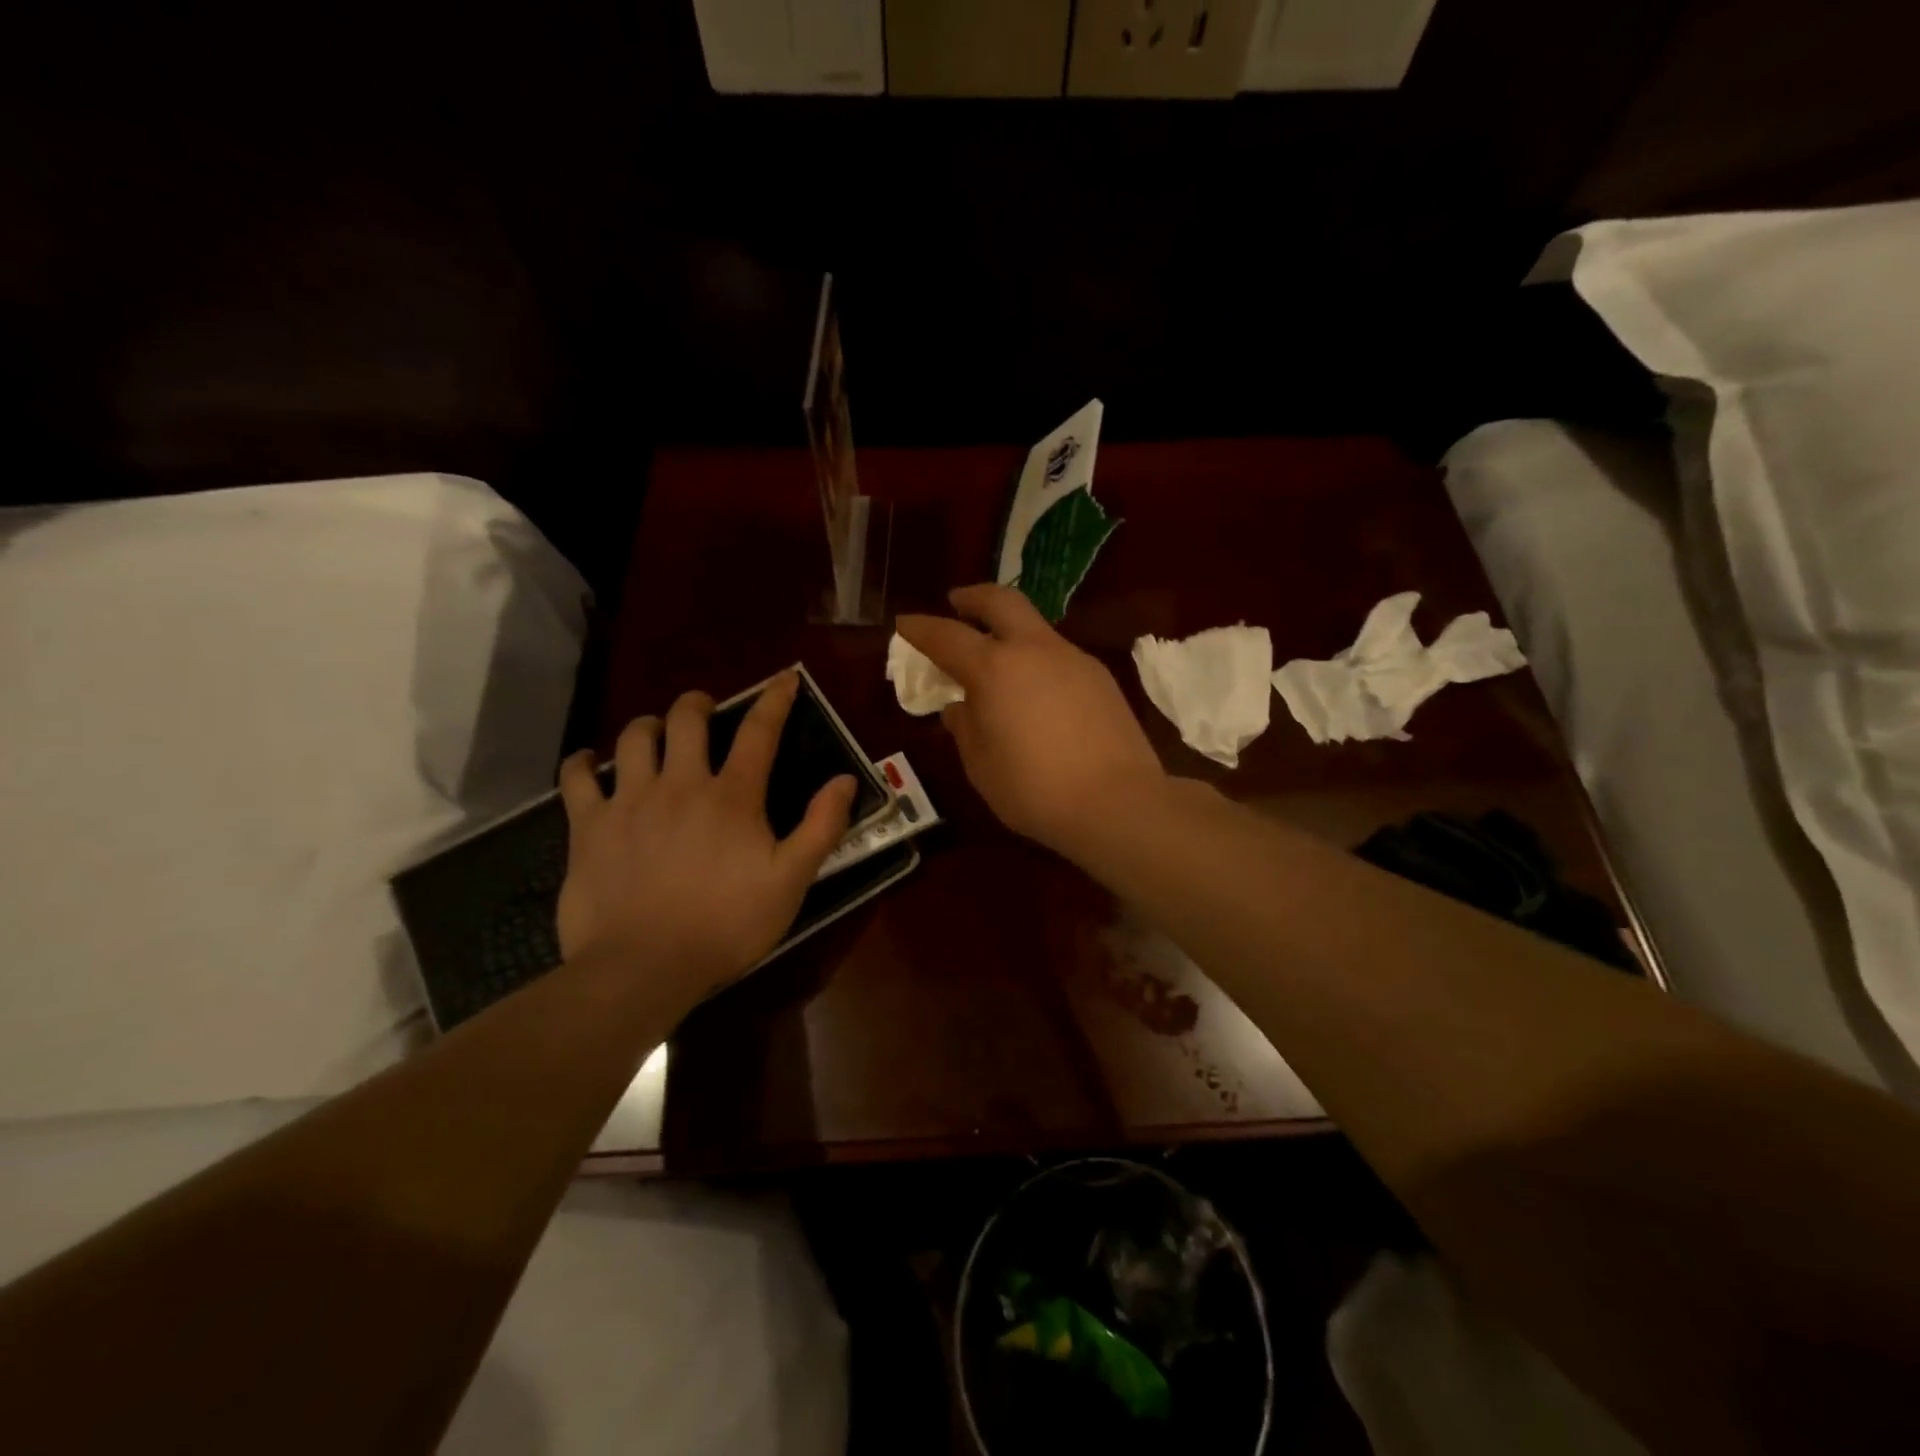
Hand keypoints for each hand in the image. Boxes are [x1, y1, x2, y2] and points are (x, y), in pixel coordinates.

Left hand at [555, 672, 856, 1003]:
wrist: (643, 967)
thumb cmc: (726, 925)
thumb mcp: (791, 881)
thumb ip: (821, 827)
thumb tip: (844, 780)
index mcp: (732, 796)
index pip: (759, 731)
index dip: (775, 699)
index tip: (785, 678)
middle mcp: (680, 783)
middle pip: (686, 719)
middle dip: (697, 704)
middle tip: (703, 711)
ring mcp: (629, 801)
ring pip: (633, 737)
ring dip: (648, 726)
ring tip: (654, 734)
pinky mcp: (588, 826)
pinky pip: (576, 777)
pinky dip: (582, 763)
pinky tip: (588, 763)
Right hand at [896, 584, 1164, 853]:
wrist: (1118, 803)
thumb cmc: (1035, 790)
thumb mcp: (981, 766)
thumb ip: (965, 728)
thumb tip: (961, 707)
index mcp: (995, 669)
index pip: (947, 636)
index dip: (921, 628)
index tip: (905, 622)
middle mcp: (1034, 650)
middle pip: (1001, 601)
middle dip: (972, 597)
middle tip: (956, 602)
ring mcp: (1073, 659)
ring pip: (1035, 627)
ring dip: (1009, 631)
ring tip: (997, 660)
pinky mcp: (1100, 677)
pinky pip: (1058, 655)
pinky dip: (1036, 659)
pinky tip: (1036, 692)